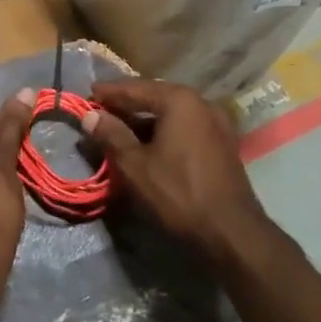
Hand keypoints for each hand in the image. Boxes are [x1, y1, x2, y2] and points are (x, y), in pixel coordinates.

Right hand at [80, 79, 270, 267]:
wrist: (232, 233)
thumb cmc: (178, 194)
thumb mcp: (135, 165)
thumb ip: (111, 135)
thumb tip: (90, 116)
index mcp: (179, 100)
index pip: (135, 88)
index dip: (108, 92)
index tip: (88, 93)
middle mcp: (201, 103)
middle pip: (155, 96)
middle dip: (127, 104)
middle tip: (100, 109)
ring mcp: (217, 123)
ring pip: (171, 113)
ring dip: (145, 119)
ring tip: (119, 128)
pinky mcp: (222, 143)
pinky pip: (185, 127)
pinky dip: (163, 130)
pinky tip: (148, 144)